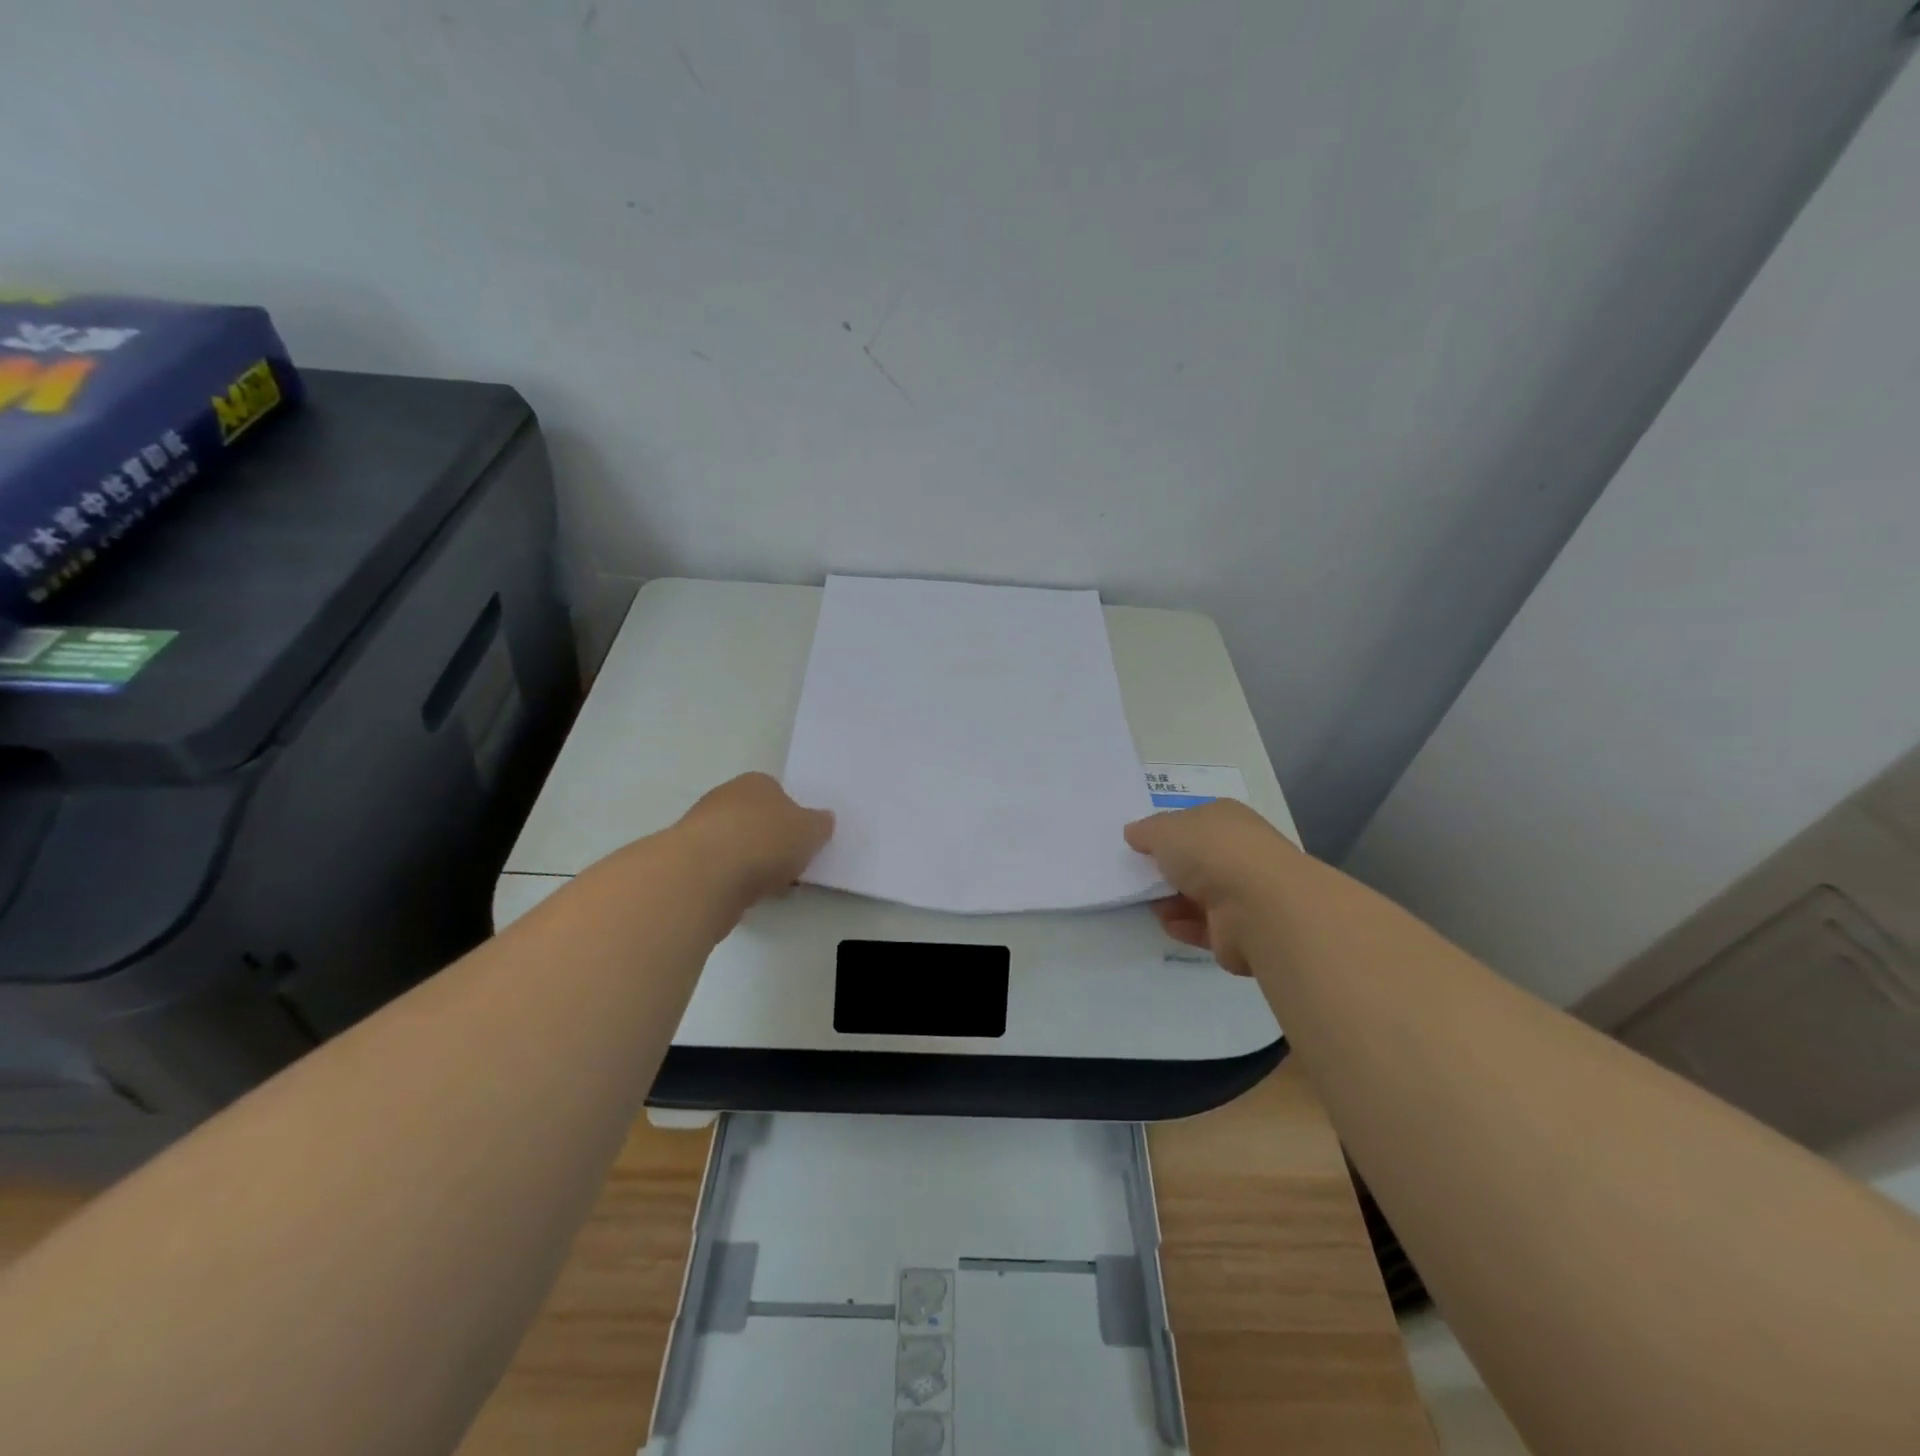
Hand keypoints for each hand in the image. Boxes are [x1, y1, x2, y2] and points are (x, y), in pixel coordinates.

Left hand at [673, 772, 834, 916]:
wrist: (705, 875)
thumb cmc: (766, 841)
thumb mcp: (812, 831)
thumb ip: (820, 825)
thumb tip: (821, 821)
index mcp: (756, 782)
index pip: (778, 794)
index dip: (792, 818)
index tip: (802, 843)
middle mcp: (724, 797)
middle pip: (755, 820)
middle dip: (770, 842)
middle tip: (788, 867)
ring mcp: (699, 829)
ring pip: (735, 846)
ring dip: (750, 864)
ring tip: (767, 887)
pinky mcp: (685, 861)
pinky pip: (719, 870)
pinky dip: (732, 882)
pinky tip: (742, 896)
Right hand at [1124, 799, 1297, 975]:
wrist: (1257, 906)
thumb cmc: (1210, 852)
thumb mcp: (1164, 830)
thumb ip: (1146, 831)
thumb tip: (1134, 833)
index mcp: (1227, 819)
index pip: (1194, 821)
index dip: (1168, 831)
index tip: (1141, 844)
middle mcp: (1240, 852)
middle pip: (1196, 860)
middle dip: (1168, 870)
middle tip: (1139, 876)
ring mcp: (1244, 893)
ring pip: (1199, 895)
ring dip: (1172, 901)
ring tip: (1150, 904)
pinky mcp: (1241, 931)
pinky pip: (1205, 926)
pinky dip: (1185, 926)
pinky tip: (1169, 924)